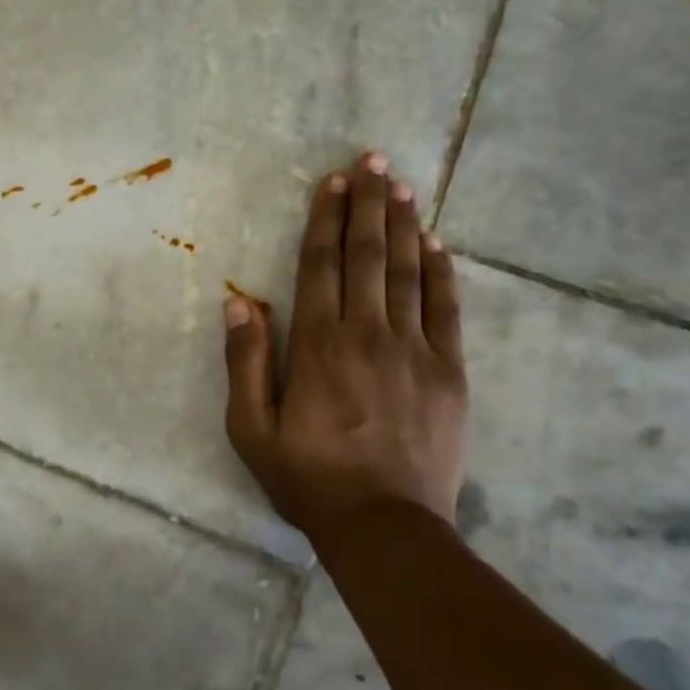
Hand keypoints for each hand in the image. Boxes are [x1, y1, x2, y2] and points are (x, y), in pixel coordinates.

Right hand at [223, 153, 468, 533]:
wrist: (385, 527)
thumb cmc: (308, 479)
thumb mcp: (251, 429)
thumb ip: (245, 363)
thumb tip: (239, 303)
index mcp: (319, 345)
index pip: (321, 265)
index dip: (326, 220)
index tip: (332, 182)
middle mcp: (368, 334)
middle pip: (367, 256)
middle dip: (368, 205)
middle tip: (373, 161)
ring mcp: (416, 350)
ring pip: (408, 273)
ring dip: (403, 225)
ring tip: (402, 185)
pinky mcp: (450, 372)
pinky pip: (446, 310)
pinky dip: (441, 272)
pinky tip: (437, 244)